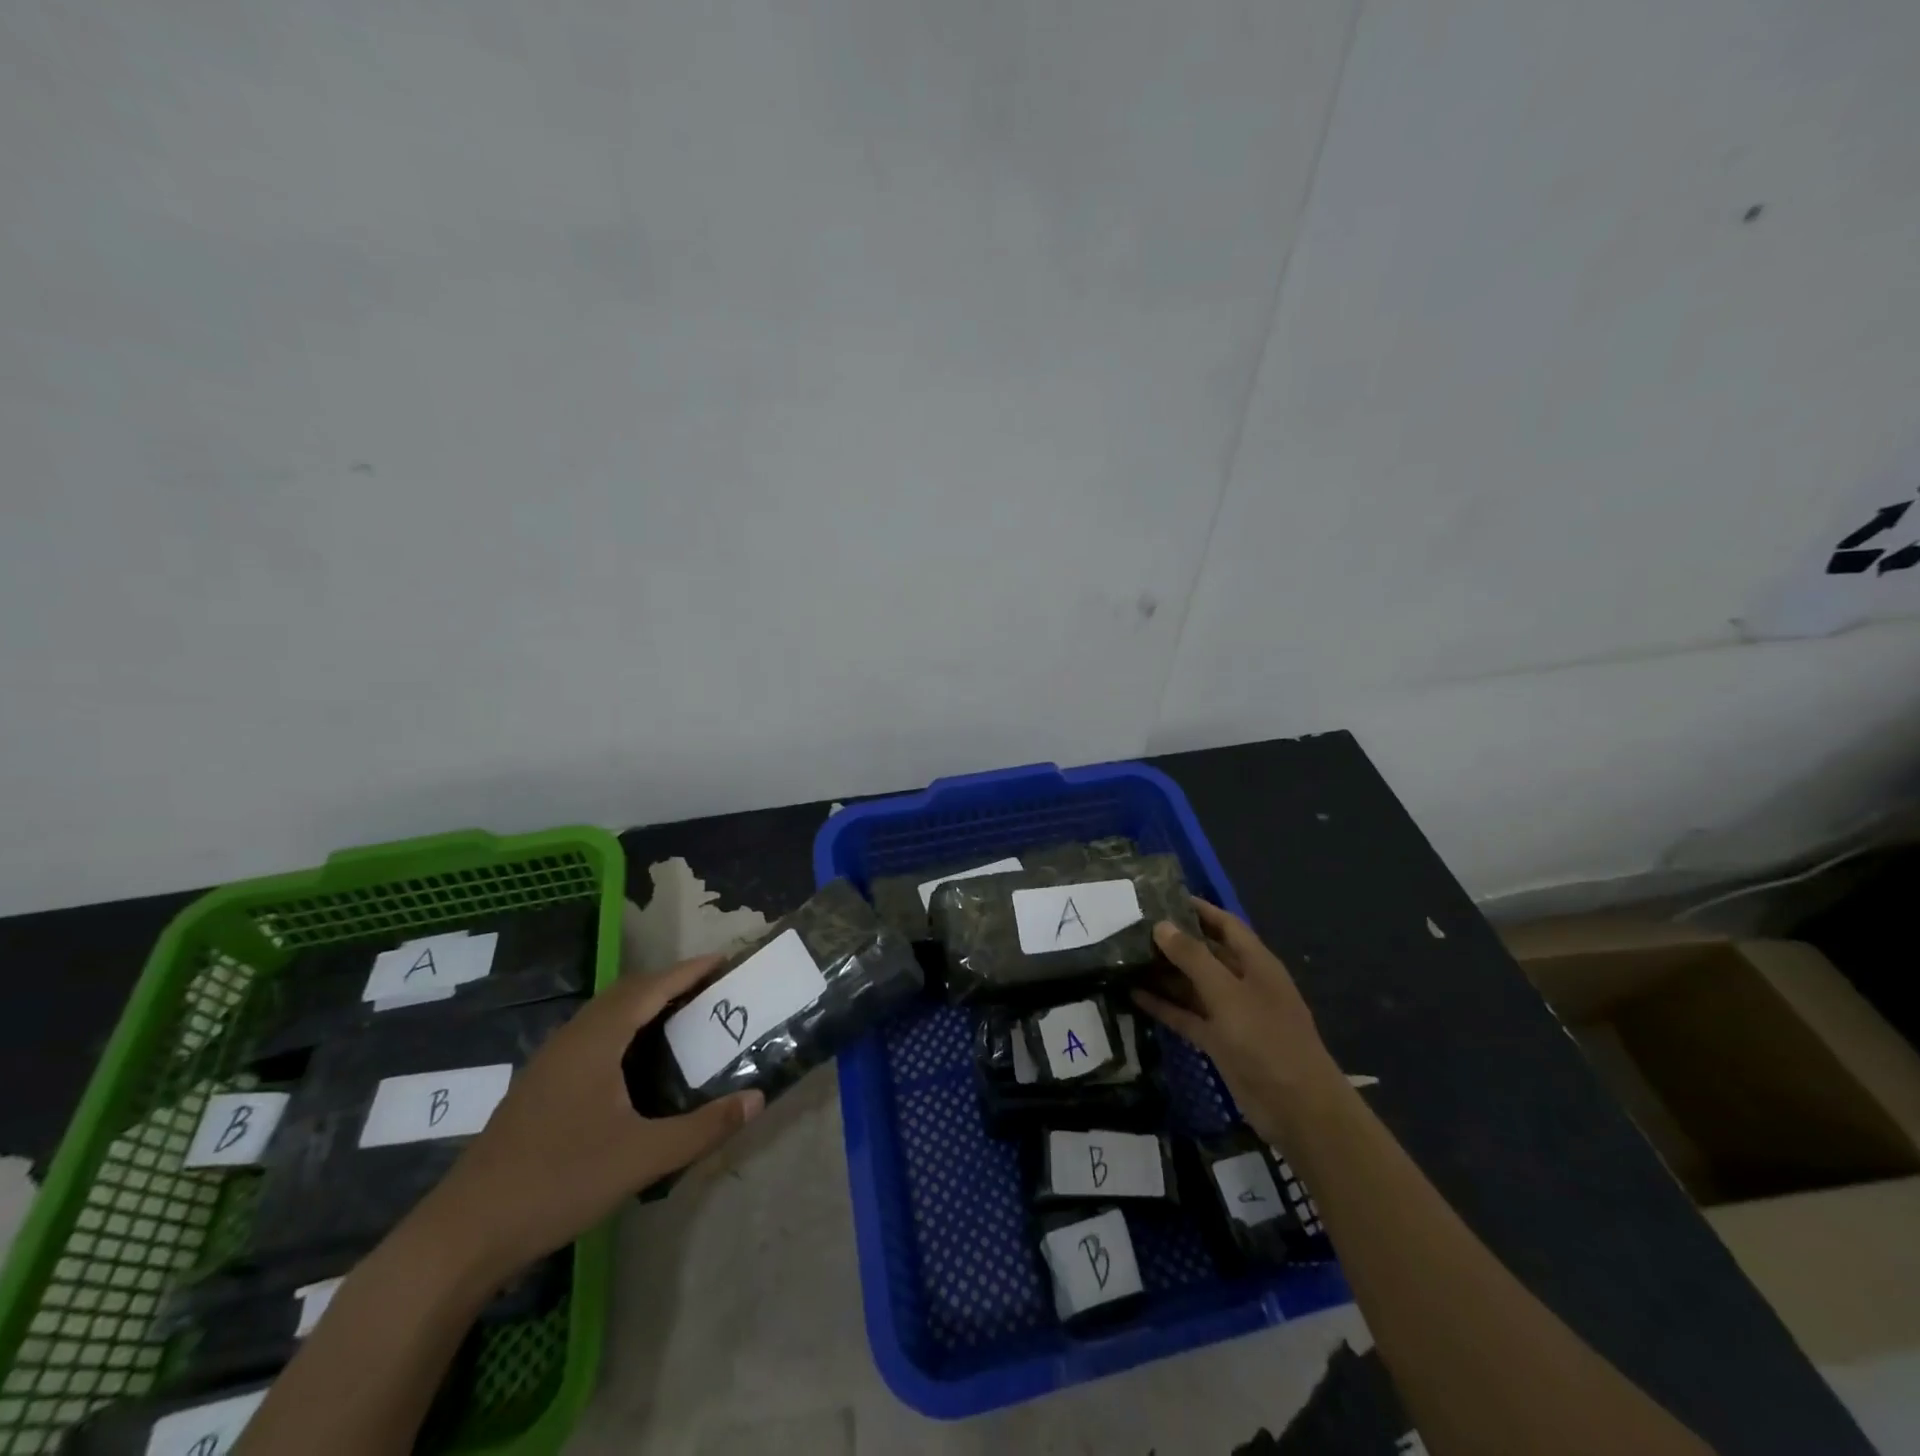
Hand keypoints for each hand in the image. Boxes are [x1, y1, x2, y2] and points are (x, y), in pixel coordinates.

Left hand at [418, 954, 762, 1284]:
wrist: (464, 1235)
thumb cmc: (558, 1182)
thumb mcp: (642, 1157)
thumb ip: (703, 1127)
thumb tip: (757, 1099)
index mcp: (596, 1041)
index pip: (650, 988)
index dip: (688, 971)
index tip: (724, 960)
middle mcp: (571, 1040)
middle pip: (626, 992)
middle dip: (669, 983)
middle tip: (710, 989)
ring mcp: (549, 1063)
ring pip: (604, 1014)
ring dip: (644, 1004)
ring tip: (681, 1016)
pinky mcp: (539, 1087)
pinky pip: (591, 1036)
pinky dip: (623, 1028)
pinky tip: (635, 1062)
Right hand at [1134, 899, 1343, 1150]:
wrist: (1296, 1108)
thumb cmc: (1266, 1039)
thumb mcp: (1227, 993)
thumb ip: (1193, 958)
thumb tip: (1162, 925)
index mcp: (1256, 964)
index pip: (1225, 925)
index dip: (1199, 909)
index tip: (1164, 896)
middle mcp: (1243, 983)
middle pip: (1206, 954)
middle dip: (1175, 940)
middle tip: (1133, 927)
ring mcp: (1231, 1014)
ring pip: (1193, 985)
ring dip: (1165, 974)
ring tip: (1126, 958)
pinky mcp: (1219, 1042)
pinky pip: (1187, 1016)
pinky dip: (1165, 1006)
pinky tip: (1134, 995)